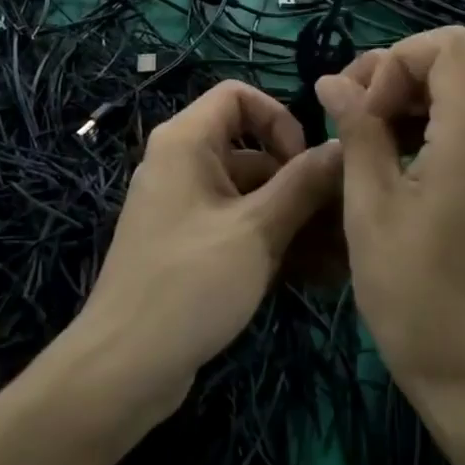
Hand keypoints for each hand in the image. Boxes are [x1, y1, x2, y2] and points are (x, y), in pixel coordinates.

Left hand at [72, 81, 341, 426]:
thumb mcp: (256, 231)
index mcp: (186, 142)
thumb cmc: (189, 284)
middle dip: (300, 181)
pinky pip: (239, 226)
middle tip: (342, 218)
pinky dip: (273, 241)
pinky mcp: (191, 245)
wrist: (123, 369)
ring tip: (342, 255)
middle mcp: (183, 164)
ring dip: (295, 218)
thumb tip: (341, 145)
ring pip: (251, 194)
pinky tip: (317, 276)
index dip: (278, 118)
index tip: (304, 161)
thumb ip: (303, 184)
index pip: (238, 95)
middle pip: (252, 150)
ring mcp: (186, 207)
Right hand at [316, 27, 464, 404]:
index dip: (395, 61)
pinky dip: (431, 130)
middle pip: (451, 67)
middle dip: (392, 80)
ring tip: (365, 146)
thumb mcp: (370, 207)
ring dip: (407, 106)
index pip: (447, 44)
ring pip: (459, 96)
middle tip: (347, 120)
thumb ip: (357, 130)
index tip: (366, 112)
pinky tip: (399, 167)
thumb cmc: (417, 297)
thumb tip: (333, 81)